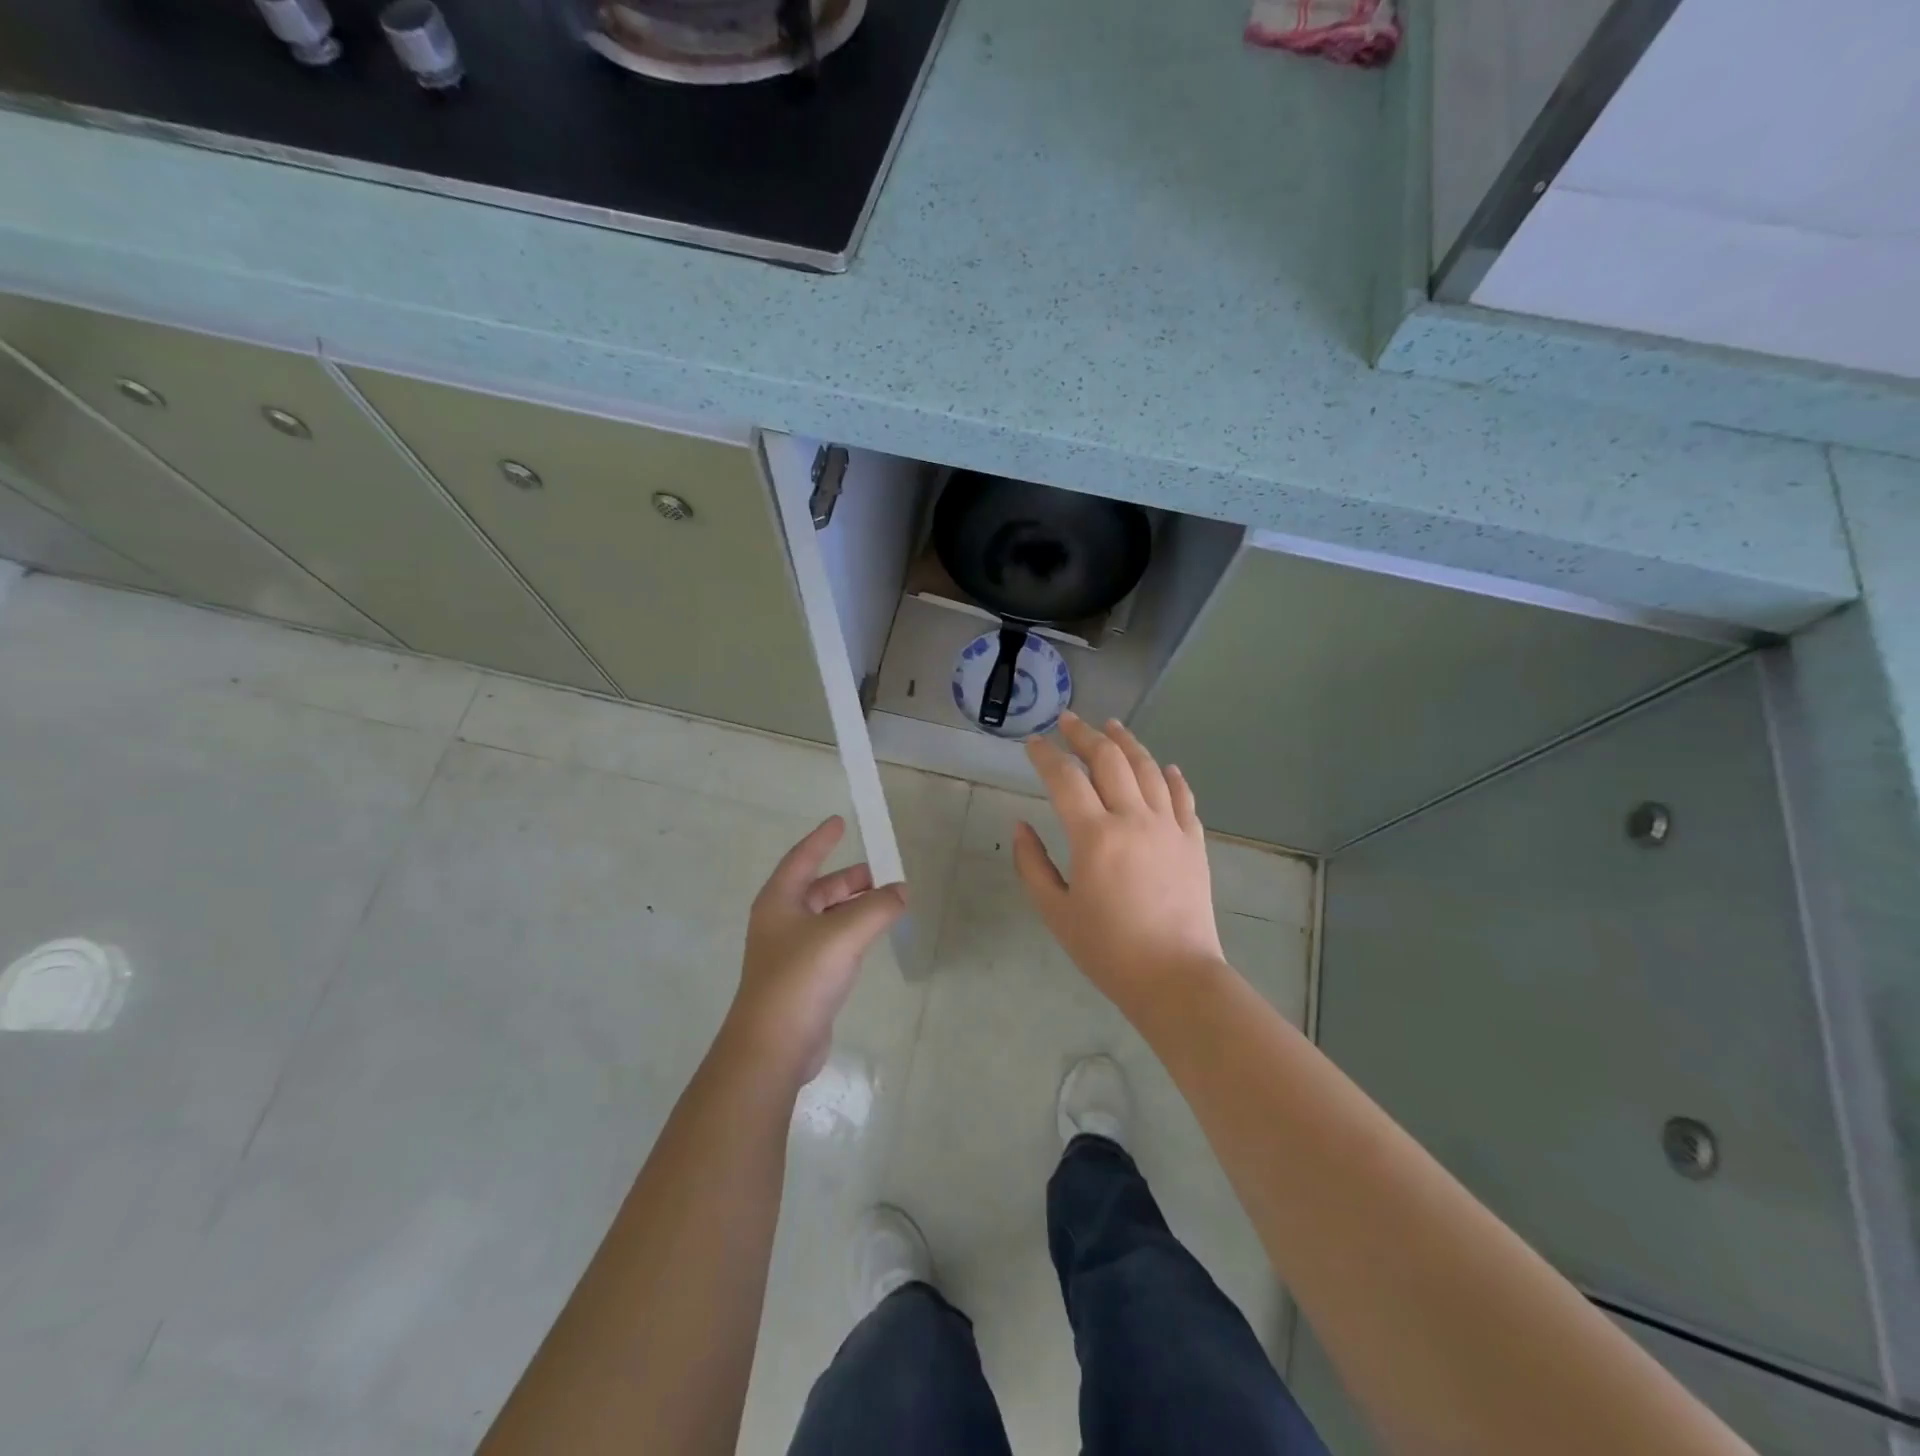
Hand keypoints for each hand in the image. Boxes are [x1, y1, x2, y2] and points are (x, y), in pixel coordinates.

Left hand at [727, 816, 907, 1087]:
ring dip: (854, 906)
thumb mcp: (843, 935)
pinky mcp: (803, 978)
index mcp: (779, 901)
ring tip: (887, 903)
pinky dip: (852, 932)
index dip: (822, 839)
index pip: (802, 858)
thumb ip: (877, 908)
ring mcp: (790, 951)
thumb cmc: (801, 977)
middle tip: (883, 874)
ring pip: (827, 916)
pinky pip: (831, 942)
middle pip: (819, 888)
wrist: (773, 1046)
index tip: (840, 821)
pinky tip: (872, 937)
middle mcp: (781, 921)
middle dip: (849, 879)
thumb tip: (902, 891)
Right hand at [1014, 712, 1225, 1016]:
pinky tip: (1165, 767)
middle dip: (1085, 735)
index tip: (1033, 742)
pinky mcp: (1193, 842)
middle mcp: (1134, 819)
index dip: (1046, 755)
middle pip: (1110, 760)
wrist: (1175, 977)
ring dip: (1128, 742)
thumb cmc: (1108, 950)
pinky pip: (1183, 798)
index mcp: (1095, 836)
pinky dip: (1172, 777)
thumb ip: (1032, 865)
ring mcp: (1169, 828)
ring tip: (1112, 725)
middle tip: (1069, 721)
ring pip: (1149, 769)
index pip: (1065, 779)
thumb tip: (1020, 826)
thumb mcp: (1056, 911)